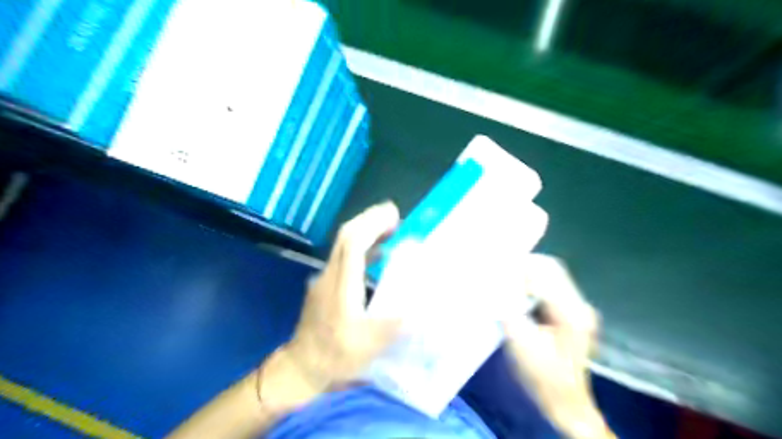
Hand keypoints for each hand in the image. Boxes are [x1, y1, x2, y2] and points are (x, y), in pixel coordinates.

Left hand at [283, 202, 403, 390]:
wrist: (301, 366)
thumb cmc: (335, 356)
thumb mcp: (368, 345)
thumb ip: (394, 326)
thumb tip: (420, 309)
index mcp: (341, 285)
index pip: (352, 243)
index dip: (372, 224)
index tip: (394, 215)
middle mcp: (330, 275)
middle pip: (345, 236)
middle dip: (369, 219)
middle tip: (394, 215)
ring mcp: (325, 279)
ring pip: (343, 244)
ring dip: (366, 232)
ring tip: (390, 228)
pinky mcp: (326, 286)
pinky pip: (344, 258)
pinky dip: (363, 249)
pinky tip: (378, 254)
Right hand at [501, 255, 609, 437]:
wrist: (567, 405)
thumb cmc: (542, 378)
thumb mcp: (520, 343)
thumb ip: (507, 310)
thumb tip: (494, 284)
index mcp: (570, 313)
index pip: (545, 272)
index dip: (518, 266)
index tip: (495, 268)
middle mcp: (580, 305)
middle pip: (552, 268)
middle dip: (524, 265)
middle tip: (499, 271)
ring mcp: (580, 309)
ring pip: (552, 275)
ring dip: (528, 274)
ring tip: (506, 280)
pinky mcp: (574, 314)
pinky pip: (552, 287)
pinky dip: (533, 284)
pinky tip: (518, 293)